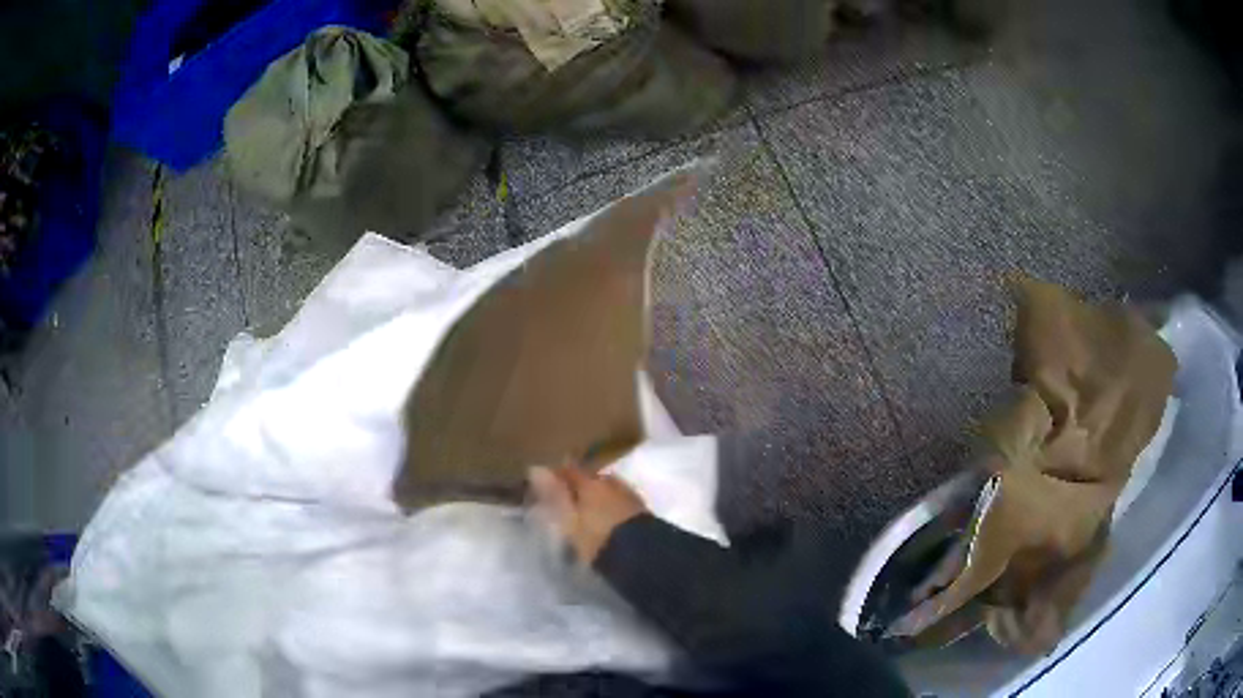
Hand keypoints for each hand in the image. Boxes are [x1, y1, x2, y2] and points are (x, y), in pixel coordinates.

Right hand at [528, 465, 647, 564]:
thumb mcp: (569, 520)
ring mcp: (629, 495)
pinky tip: (607, 518)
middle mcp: (611, 483)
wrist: (641, 555)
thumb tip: (536, 468)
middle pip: (592, 478)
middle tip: (569, 499)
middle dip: (580, 485)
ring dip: (598, 496)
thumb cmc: (597, 538)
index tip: (546, 482)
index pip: (570, 470)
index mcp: (590, 483)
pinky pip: (619, 501)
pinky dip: (611, 506)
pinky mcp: (641, 510)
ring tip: (588, 511)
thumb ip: (554, 494)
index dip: (557, 475)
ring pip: (608, 489)